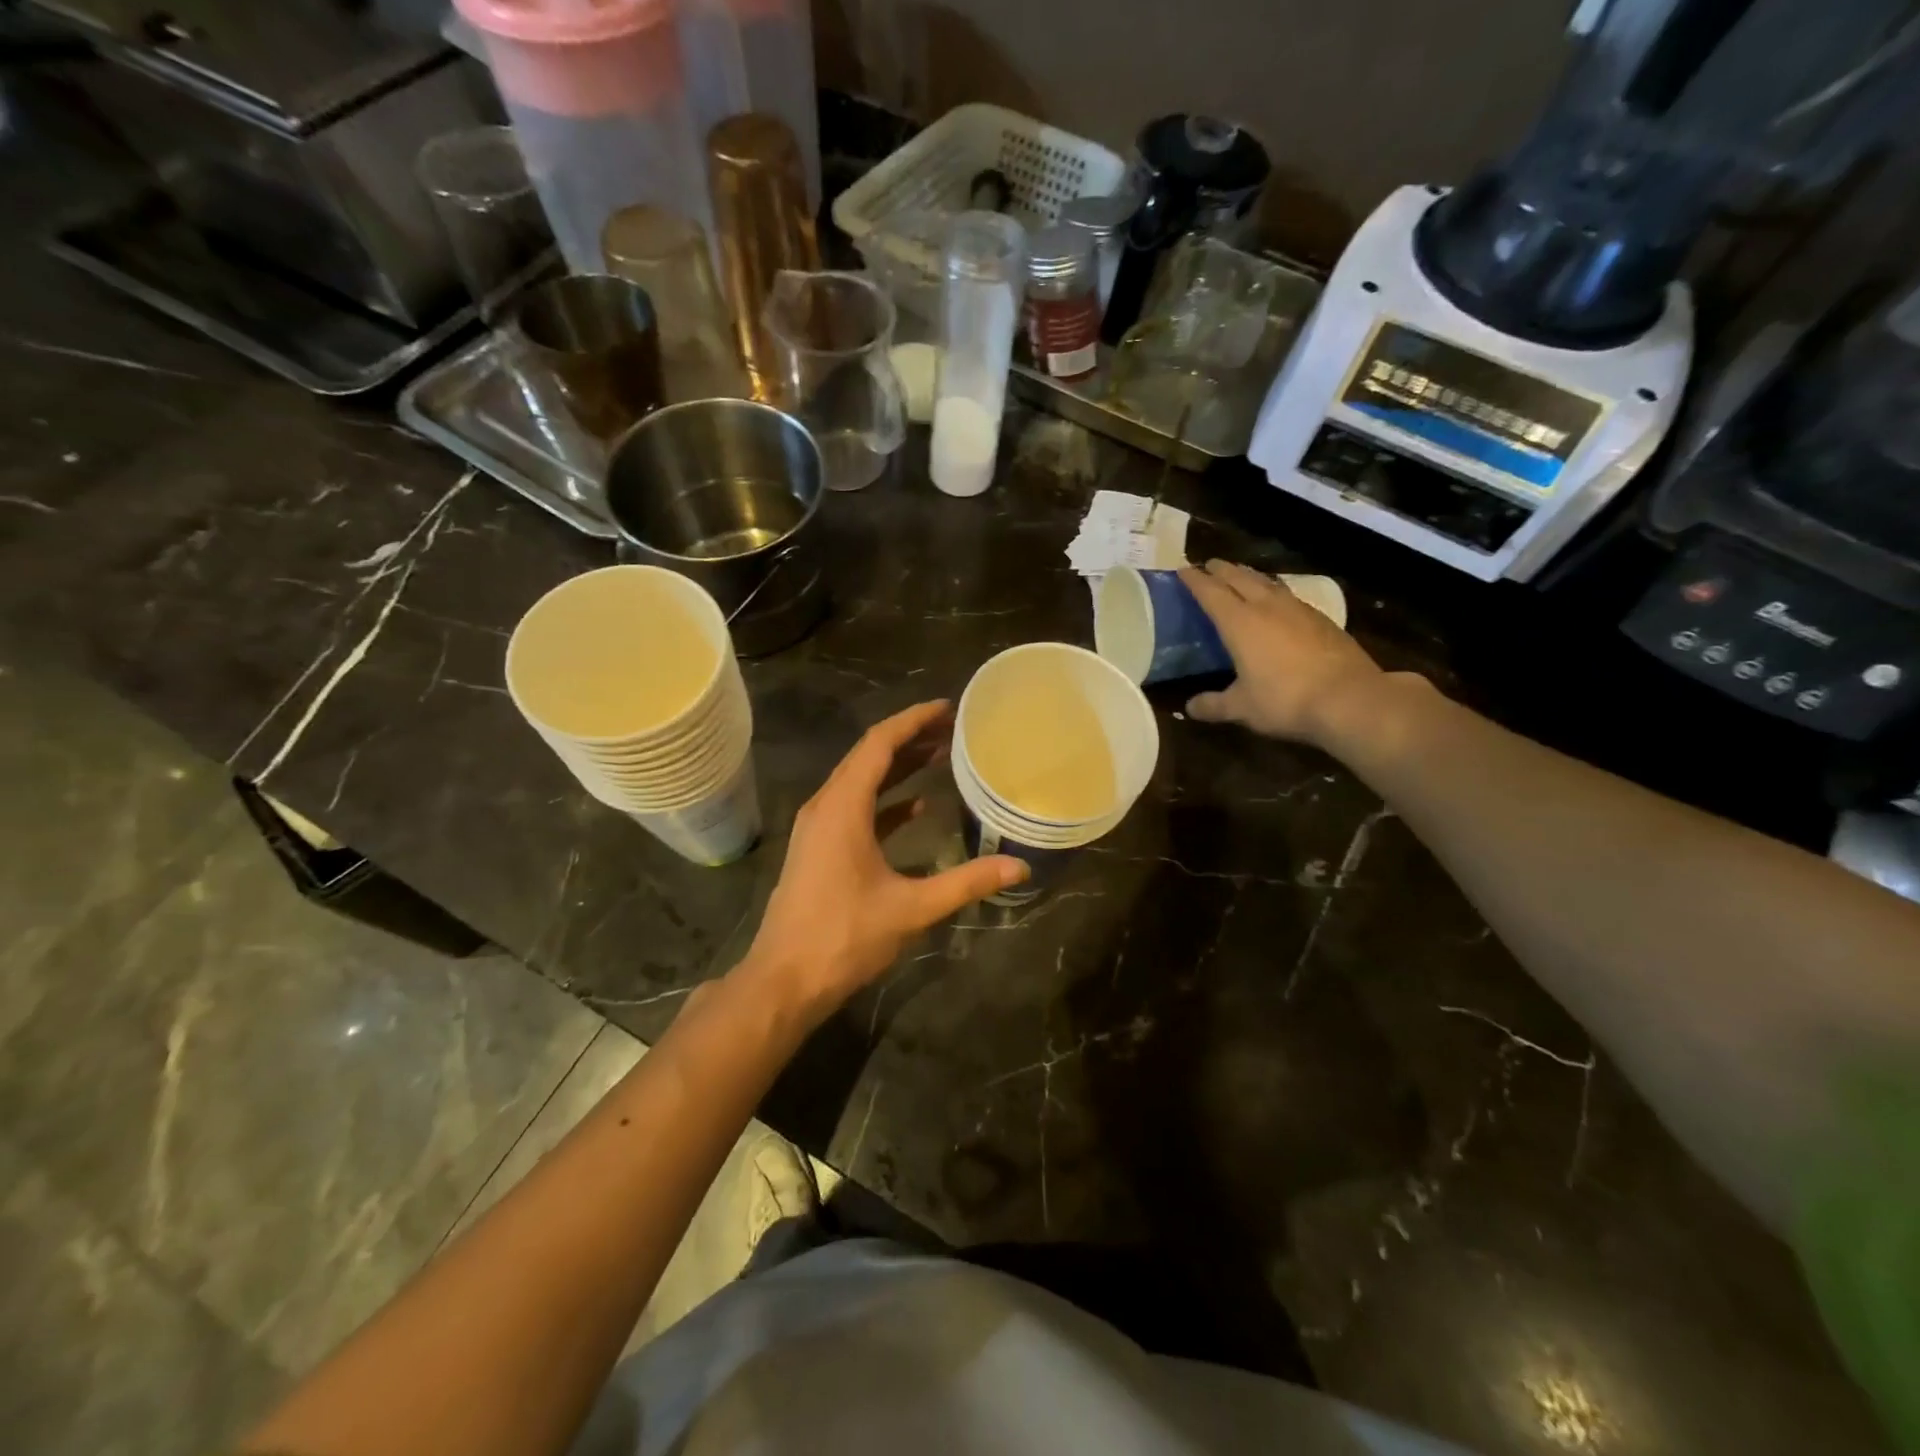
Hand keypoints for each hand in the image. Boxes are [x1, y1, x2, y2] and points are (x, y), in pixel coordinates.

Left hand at [740, 701, 1026, 1022]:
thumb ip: (966, 883)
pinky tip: (917, 807)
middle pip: (870, 756)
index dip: (913, 720)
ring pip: (862, 782)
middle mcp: (826, 806)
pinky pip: (856, 809)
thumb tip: (1019, 866)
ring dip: (898, 767)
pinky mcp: (820, 849)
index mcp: (843, 807)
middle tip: (954, 729)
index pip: (879, 744)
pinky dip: (886, 801)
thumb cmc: (844, 937)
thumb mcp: (911, 909)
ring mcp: (819, 828)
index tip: (948, 708)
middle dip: (911, 738)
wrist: (784, 980)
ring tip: (941, 756)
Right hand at [1180, 560, 1384, 745]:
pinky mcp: (1321, 619)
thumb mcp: (1242, 708)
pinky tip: (1278, 600)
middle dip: (1222, 570)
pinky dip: (1274, 591)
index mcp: (1239, 623)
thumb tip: (1190, 707)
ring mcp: (1298, 610)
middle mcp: (1267, 607)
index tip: (1182, 569)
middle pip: (1240, 578)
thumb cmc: (1285, 700)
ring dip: (1249, 575)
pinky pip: (1289, 595)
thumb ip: (1213, 705)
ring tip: (1240, 574)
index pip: (1211, 593)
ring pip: (1267, 583)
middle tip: (1209, 565)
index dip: (1195, 580)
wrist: (1350, 698)